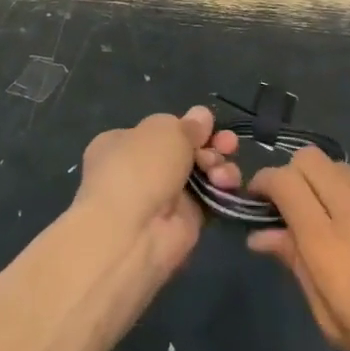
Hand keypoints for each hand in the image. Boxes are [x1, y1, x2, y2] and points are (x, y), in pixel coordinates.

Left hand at [74, 107, 239, 278]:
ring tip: (220, 168)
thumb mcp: (164, 130)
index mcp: (122, 143)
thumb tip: (201, 116)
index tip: (208, 125)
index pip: (160, 130)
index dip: (186, 126)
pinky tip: (226, 183)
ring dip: (218, 165)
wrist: (132, 234)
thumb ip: (187, 125)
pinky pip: (209, 198)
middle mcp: (140, 170)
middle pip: (185, 150)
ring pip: (201, 173)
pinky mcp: (184, 222)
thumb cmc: (139, 168)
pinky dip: (222, 189)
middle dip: (209, 144)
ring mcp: (163, 197)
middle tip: (228, 143)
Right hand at [249, 148, 349, 350]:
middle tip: (297, 209)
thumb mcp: (334, 322)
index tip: (260, 200)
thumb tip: (262, 236)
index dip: (264, 182)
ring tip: (344, 227)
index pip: (283, 181)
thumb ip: (296, 267)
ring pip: (345, 170)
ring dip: (332, 188)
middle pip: (310, 159)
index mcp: (329, 242)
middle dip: (295, 176)